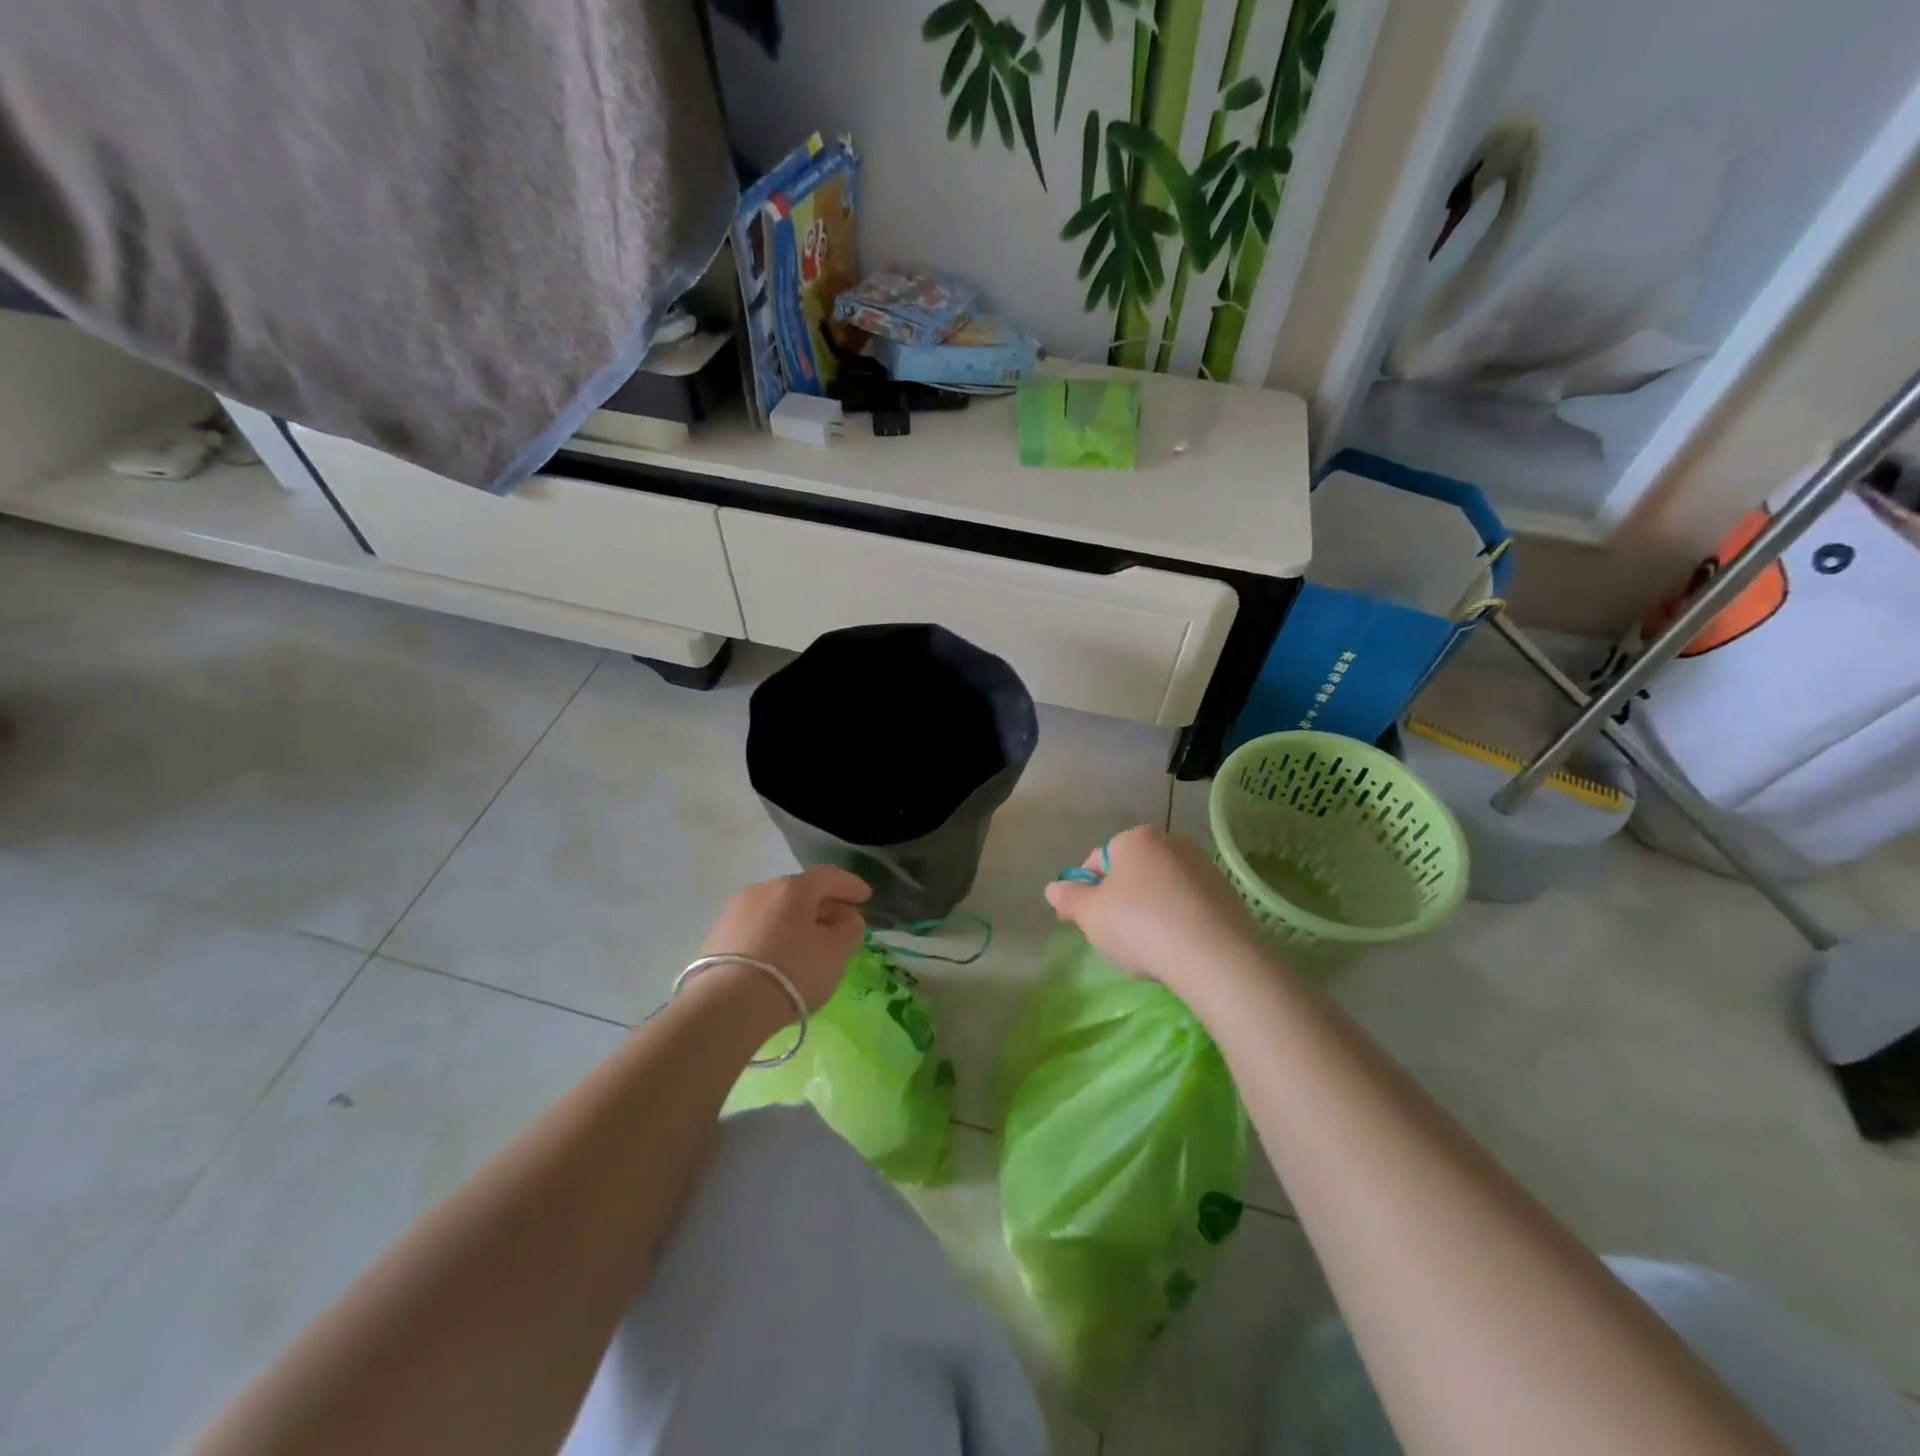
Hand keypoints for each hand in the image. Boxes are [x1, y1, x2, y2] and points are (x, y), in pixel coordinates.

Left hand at [698, 865, 870, 1010]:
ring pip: (776, 909)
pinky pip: (757, 927)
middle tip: (839, 922)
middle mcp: (761, 889)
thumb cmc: (793, 972)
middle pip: (800, 891)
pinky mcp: (717, 936)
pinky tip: (780, 956)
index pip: (829, 876)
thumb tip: (845, 916)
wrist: (727, 1007)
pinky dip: (774, 934)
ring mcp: (735, 911)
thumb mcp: (837, 952)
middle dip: (823, 903)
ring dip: (796, 920)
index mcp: (793, 887)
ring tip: (809, 942)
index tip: (865, 897)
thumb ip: (850, 927)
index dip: (850, 885)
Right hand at [1043, 825, 1266, 995]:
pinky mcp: (1226, 894)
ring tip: (1147, 949)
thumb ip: (1068, 898)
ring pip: (1160, 889)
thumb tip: (1054, 888)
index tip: (1082, 921)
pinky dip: (1176, 922)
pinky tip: (1175, 950)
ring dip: (1148, 912)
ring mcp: (1202, 867)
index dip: (1084, 891)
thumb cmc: (1140, 925)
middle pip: (1131, 873)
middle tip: (1113, 937)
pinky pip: (1187, 905)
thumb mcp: (1090, 915)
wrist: (1215, 955)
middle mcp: (1170, 842)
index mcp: (1135, 839)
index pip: (1097, 860)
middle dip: (1118, 901)